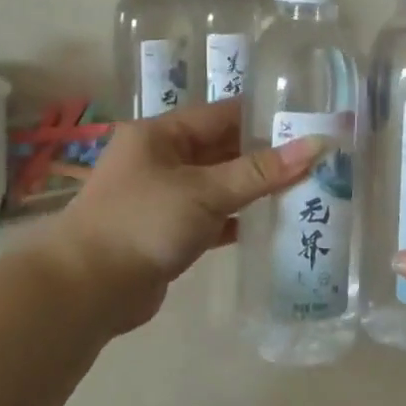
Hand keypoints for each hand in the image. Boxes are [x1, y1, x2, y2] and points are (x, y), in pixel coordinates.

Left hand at [47, 99, 322, 333]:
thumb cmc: (144, 222)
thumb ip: (261, 171)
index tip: (307, 121)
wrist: (87, 290)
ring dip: (255, 189)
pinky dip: (239, 220)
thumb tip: (318, 145)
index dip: (264, 118)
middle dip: (264, 156)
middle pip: (222, 150)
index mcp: (161, 134)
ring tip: (305, 188)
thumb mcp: (205, 190)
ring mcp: (164, 198)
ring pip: (220, 185)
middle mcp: (161, 159)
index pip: (222, 115)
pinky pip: (213, 218)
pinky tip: (273, 224)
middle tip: (316, 158)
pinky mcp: (169, 233)